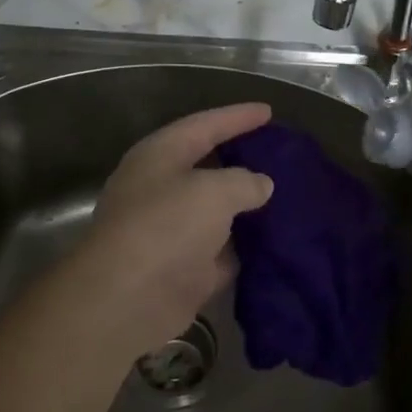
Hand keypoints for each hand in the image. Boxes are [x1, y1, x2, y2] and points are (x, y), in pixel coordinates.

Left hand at [68, 102, 275, 363]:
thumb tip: (260, 184)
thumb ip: (244, 181)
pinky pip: (219, 251)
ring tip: (285, 197)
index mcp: (160, 155)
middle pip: (207, 167)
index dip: (238, 117)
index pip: (205, 125)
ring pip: (215, 212)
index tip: (269, 111)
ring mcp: (169, 231)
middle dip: (241, 161)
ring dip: (245, 208)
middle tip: (278, 155)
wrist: (126, 300)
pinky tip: (274, 243)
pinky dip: (242, 248)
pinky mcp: (180, 270)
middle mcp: (160, 188)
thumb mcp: (214, 192)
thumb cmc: (167, 227)